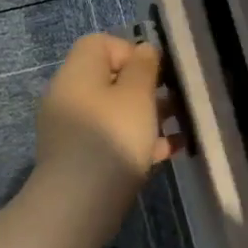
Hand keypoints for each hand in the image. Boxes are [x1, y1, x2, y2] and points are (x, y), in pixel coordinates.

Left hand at [33, 33, 179, 231]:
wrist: (79, 203)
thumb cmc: (112, 138)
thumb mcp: (137, 95)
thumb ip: (144, 67)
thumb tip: (144, 50)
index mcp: (77, 73)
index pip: (100, 44)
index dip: (131, 51)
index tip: (156, 73)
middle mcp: (70, 96)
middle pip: (110, 79)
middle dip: (146, 88)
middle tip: (174, 101)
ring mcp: (72, 130)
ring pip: (115, 112)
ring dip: (147, 116)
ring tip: (178, 127)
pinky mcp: (80, 159)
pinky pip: (112, 139)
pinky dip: (137, 141)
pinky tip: (168, 151)